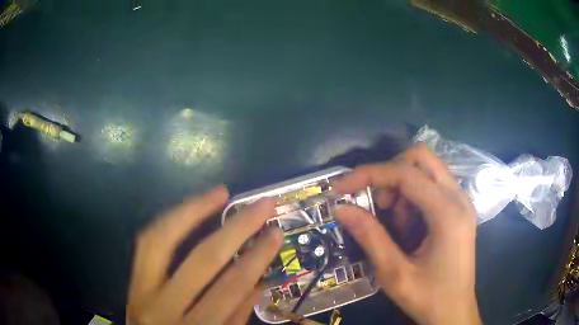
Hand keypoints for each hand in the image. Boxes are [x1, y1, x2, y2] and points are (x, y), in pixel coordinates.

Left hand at [126, 186, 282, 324]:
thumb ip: (236, 318)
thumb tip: (257, 283)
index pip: (231, 289)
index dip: (257, 257)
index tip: (275, 232)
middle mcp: (163, 307)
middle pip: (202, 260)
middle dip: (237, 228)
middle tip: (261, 204)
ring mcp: (140, 290)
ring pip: (162, 239)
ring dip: (193, 210)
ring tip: (220, 192)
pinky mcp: (131, 280)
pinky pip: (147, 242)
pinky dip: (169, 221)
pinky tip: (188, 208)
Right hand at [332, 143, 481, 324]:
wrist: (454, 313)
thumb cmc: (428, 298)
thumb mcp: (394, 273)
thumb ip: (369, 237)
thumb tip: (340, 208)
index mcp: (448, 213)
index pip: (406, 173)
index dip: (369, 175)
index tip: (340, 189)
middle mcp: (459, 198)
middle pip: (421, 157)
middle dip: (390, 173)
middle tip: (377, 203)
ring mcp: (462, 202)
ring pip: (426, 170)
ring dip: (402, 188)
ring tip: (394, 225)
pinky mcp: (459, 210)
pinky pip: (432, 187)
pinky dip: (413, 197)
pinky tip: (408, 227)